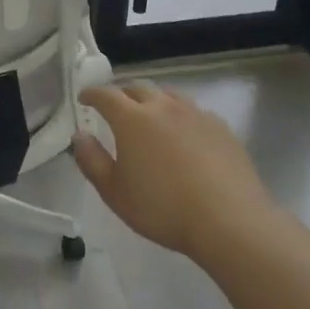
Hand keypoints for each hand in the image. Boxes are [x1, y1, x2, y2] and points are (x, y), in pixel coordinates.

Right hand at [73, 82, 272, 262]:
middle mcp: (162, 106)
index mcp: (132, 119)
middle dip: (122, 94)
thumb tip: (79, 136)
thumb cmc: (163, 208)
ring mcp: (194, 113)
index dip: (92, 94)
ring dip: (153, 101)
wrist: (229, 220)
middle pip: (137, 88)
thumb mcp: (115, 193)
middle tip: (115, 108)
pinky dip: (180, 115)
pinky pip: (193, 111)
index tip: (84, 98)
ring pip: (168, 95)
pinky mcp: (220, 127)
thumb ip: (92, 161)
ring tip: (150, 116)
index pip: (105, 95)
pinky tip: (185, 134)